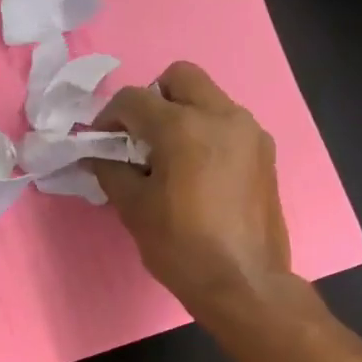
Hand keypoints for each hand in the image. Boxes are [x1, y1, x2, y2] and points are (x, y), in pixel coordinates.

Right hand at [91, 61, 292, 320]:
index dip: (109, 116)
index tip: (100, 141)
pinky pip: (228, 123)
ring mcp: (249, 131)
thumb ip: (111, 171)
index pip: (134, 100)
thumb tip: (97, 155)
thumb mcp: (135, 209)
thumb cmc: (182, 248)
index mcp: (184, 128)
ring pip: (209, 97)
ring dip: (183, 113)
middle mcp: (222, 116)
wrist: (244, 283)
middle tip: (140, 136)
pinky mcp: (264, 152)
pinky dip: (207, 132)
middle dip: (152, 99)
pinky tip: (198, 171)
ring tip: (169, 156)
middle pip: (180, 77)